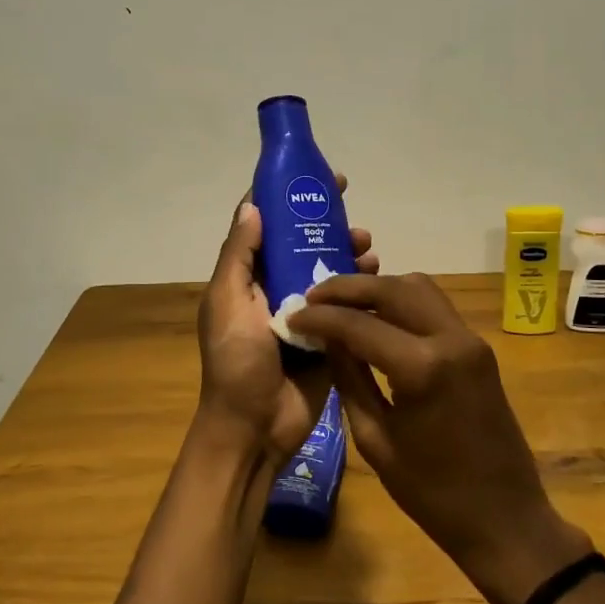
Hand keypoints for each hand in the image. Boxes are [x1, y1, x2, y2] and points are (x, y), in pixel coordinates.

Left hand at [194, 178, 377, 466]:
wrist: (255, 428)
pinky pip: (345, 301)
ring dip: (345, 250)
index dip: (284, 197)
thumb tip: (253, 205)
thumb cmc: (236, 362)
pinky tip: (376, 273)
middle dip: (323, 221)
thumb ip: (240, 256)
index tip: (312, 175)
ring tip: (367, 243)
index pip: (263, 225)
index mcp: (244, 278)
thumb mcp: (228, 303)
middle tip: (350, 204)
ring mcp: (302, 311)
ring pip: (326, 268)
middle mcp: (272, 287)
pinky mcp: (327, 334)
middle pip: (299, 242)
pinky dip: (360, 284)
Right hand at [286, 273, 591, 603]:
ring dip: (377, 288)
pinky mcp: (478, 347)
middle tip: (312, 299)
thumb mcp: (375, 439)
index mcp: (423, 368)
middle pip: (392, 288)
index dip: (319, 317)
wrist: (505, 519)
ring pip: (417, 287)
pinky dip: (402, 302)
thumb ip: (349, 379)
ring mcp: (470, 339)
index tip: (291, 317)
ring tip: (342, 306)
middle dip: (347, 288)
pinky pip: (434, 306)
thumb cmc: (433, 493)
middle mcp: (451, 339)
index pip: (359, 323)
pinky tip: (377, 319)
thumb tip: (325, 339)